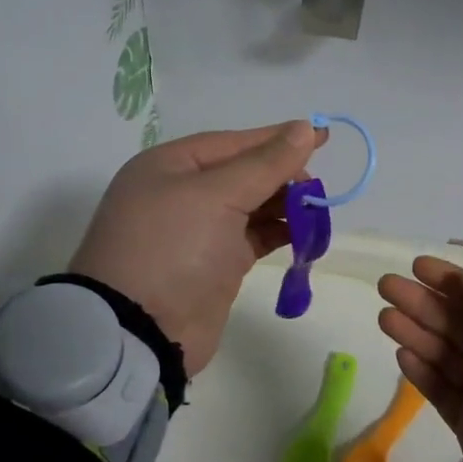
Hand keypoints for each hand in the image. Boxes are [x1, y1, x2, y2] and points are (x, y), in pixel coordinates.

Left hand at [70, 120, 326, 375]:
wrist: (140, 333)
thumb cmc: (172, 248)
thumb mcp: (217, 196)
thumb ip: (265, 163)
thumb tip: (305, 128)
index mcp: (169, 166)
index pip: (232, 142)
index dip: (277, 138)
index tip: (322, 136)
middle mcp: (181, 193)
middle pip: (243, 172)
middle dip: (281, 175)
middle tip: (316, 186)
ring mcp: (198, 232)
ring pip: (251, 205)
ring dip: (285, 205)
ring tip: (317, 209)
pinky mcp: (215, 265)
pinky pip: (254, 237)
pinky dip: (279, 232)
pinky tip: (306, 232)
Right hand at [377, 256, 462, 461]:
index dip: (452, 281)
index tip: (419, 267)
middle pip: (458, 323)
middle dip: (423, 303)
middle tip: (387, 286)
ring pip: (443, 354)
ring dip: (414, 332)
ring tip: (385, 316)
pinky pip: (439, 391)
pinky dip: (420, 371)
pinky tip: (402, 353)